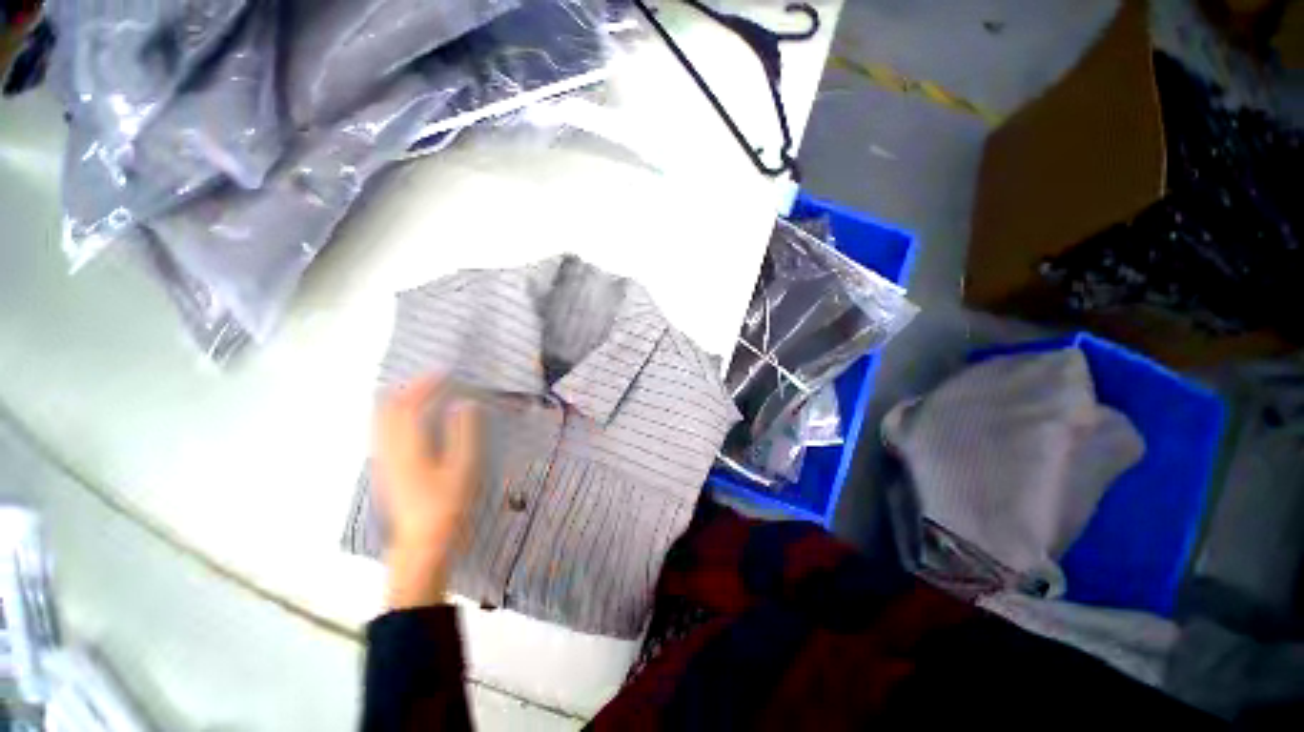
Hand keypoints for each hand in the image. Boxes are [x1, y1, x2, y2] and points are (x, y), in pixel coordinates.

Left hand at [373, 375, 479, 609]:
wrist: (421, 542)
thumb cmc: (448, 505)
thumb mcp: (464, 468)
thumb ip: (463, 433)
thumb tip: (464, 404)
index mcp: (409, 447)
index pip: (411, 404)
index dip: (426, 384)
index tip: (444, 372)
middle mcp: (388, 449)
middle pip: (389, 408)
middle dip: (409, 387)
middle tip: (432, 378)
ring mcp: (382, 460)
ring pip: (381, 419)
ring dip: (399, 399)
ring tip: (420, 391)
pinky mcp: (383, 469)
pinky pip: (382, 431)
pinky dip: (393, 415)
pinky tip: (408, 418)